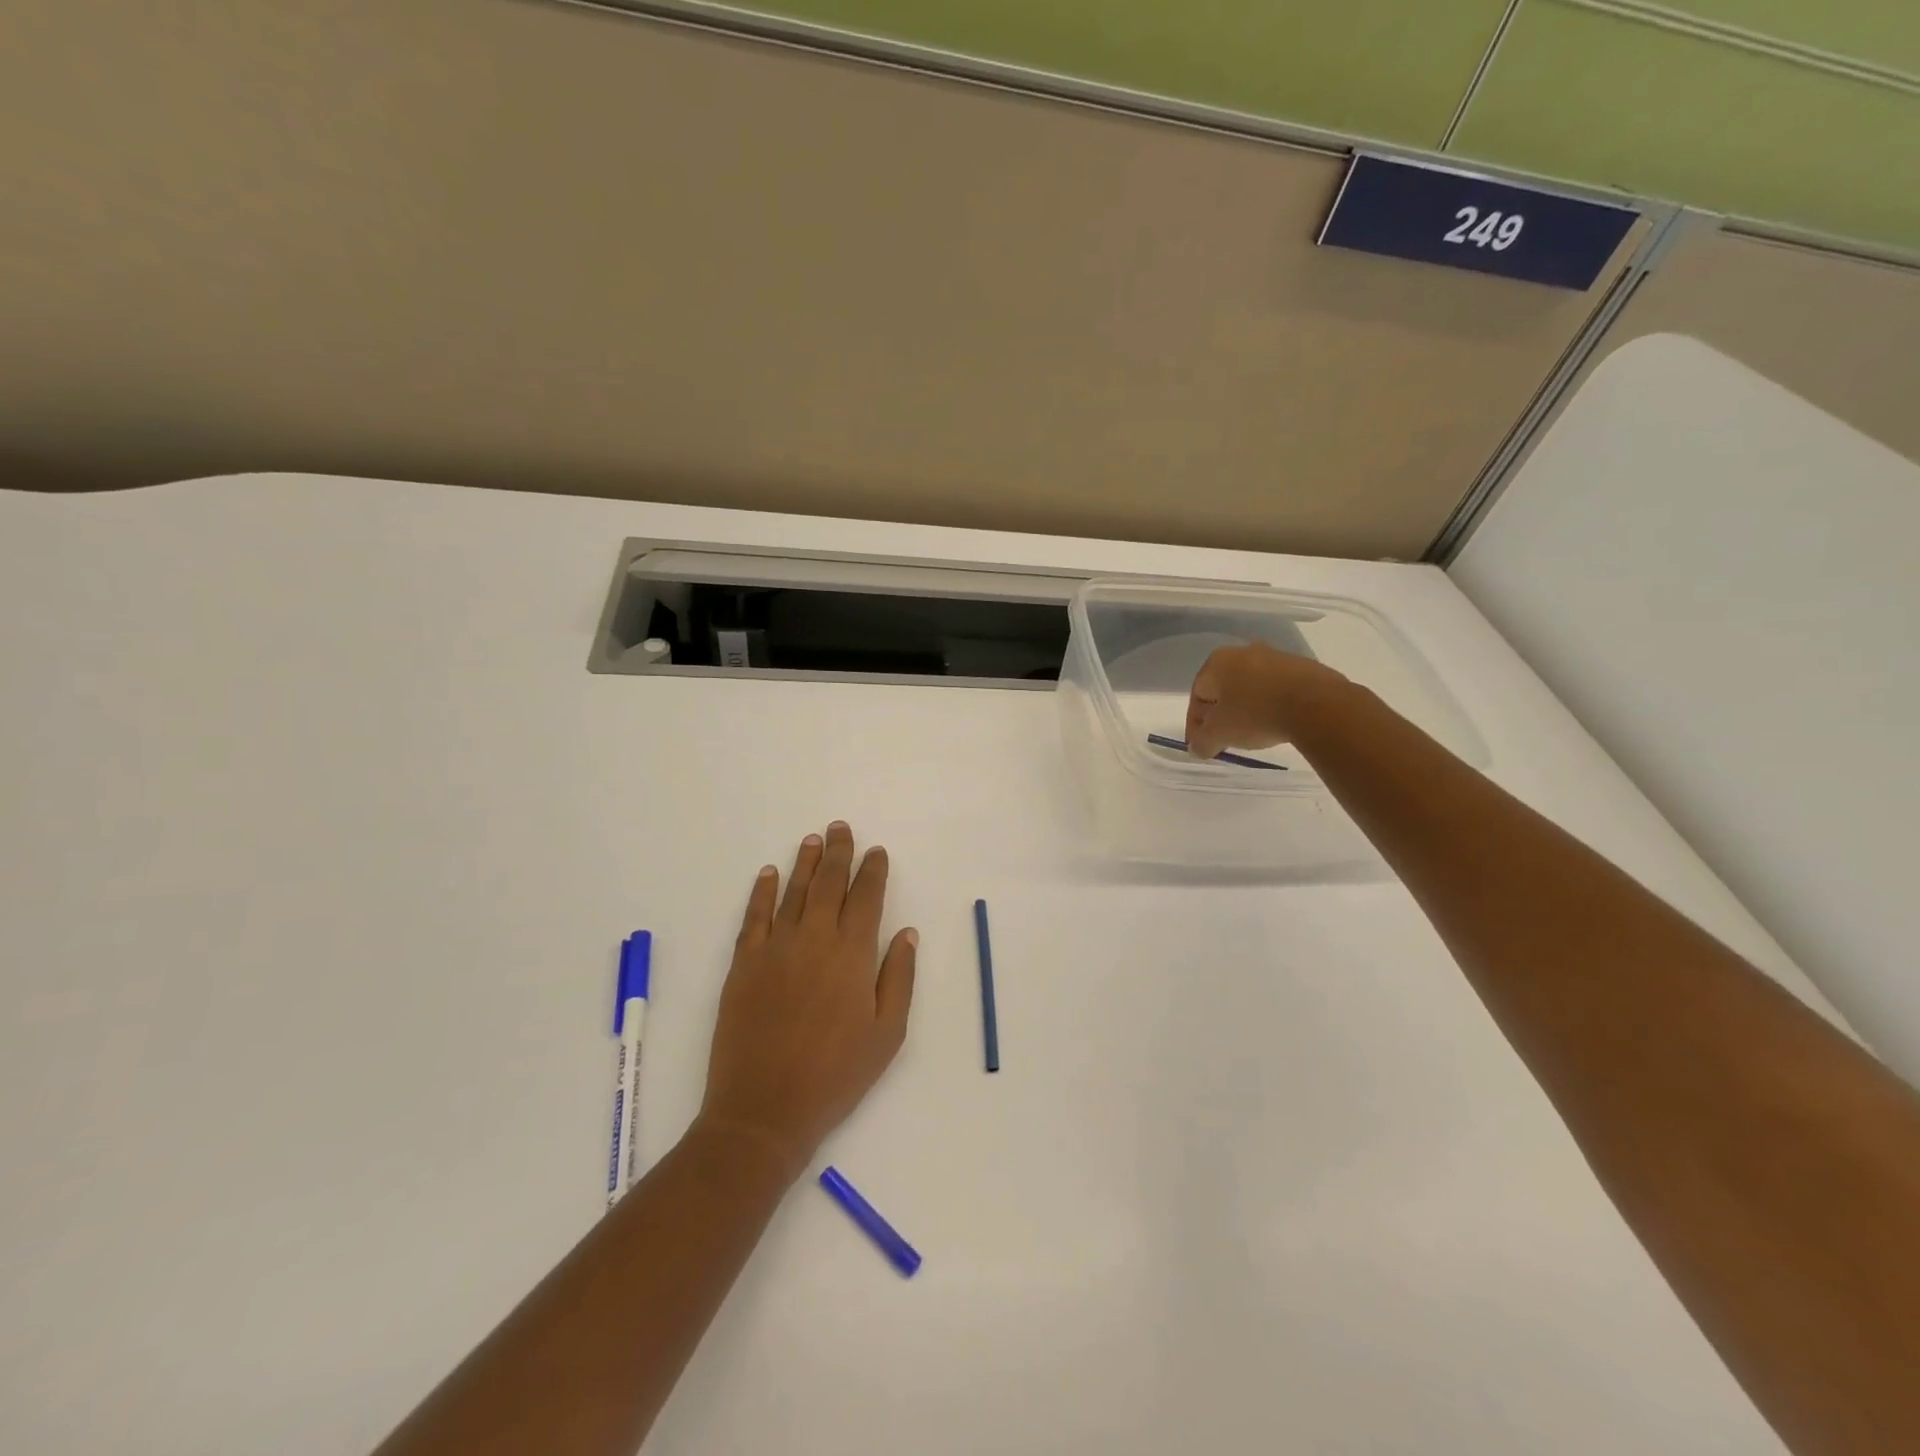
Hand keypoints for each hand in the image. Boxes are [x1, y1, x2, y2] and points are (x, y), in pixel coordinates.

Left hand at [697, 822, 916, 1182]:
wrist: (764, 1109)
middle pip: (828, 883)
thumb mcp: (887, 1034)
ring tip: (812, 839)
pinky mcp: (743, 963)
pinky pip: (754, 916)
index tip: (876, 852)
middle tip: (840, 828)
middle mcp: (814, 938)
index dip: (872, 871)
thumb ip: (899, 978)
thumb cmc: (836, 1075)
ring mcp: (775, 948)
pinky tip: (768, 873)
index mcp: (853, 954)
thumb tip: (907, 933)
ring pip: (792, 892)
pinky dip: (762, 891)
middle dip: (838, 852)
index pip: (866, 897)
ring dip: (804, 862)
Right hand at [1185, 642, 1346, 759]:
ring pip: (1251, 686)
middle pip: (1224, 688)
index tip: (1202, 744)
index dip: (1196, 723)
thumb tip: (1197, 747)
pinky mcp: (1302, 666)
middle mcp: (1243, 652)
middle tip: (1225, 738)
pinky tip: (1278, 723)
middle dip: (1222, 714)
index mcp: (1217, 662)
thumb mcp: (1219, 735)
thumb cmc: (1256, 714)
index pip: (1197, 694)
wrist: (1316, 705)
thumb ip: (1201, 742)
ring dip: (1247, 708)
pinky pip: (1277, 688)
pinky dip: (1272, 704)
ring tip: (1253, 733)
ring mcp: (1276, 656)